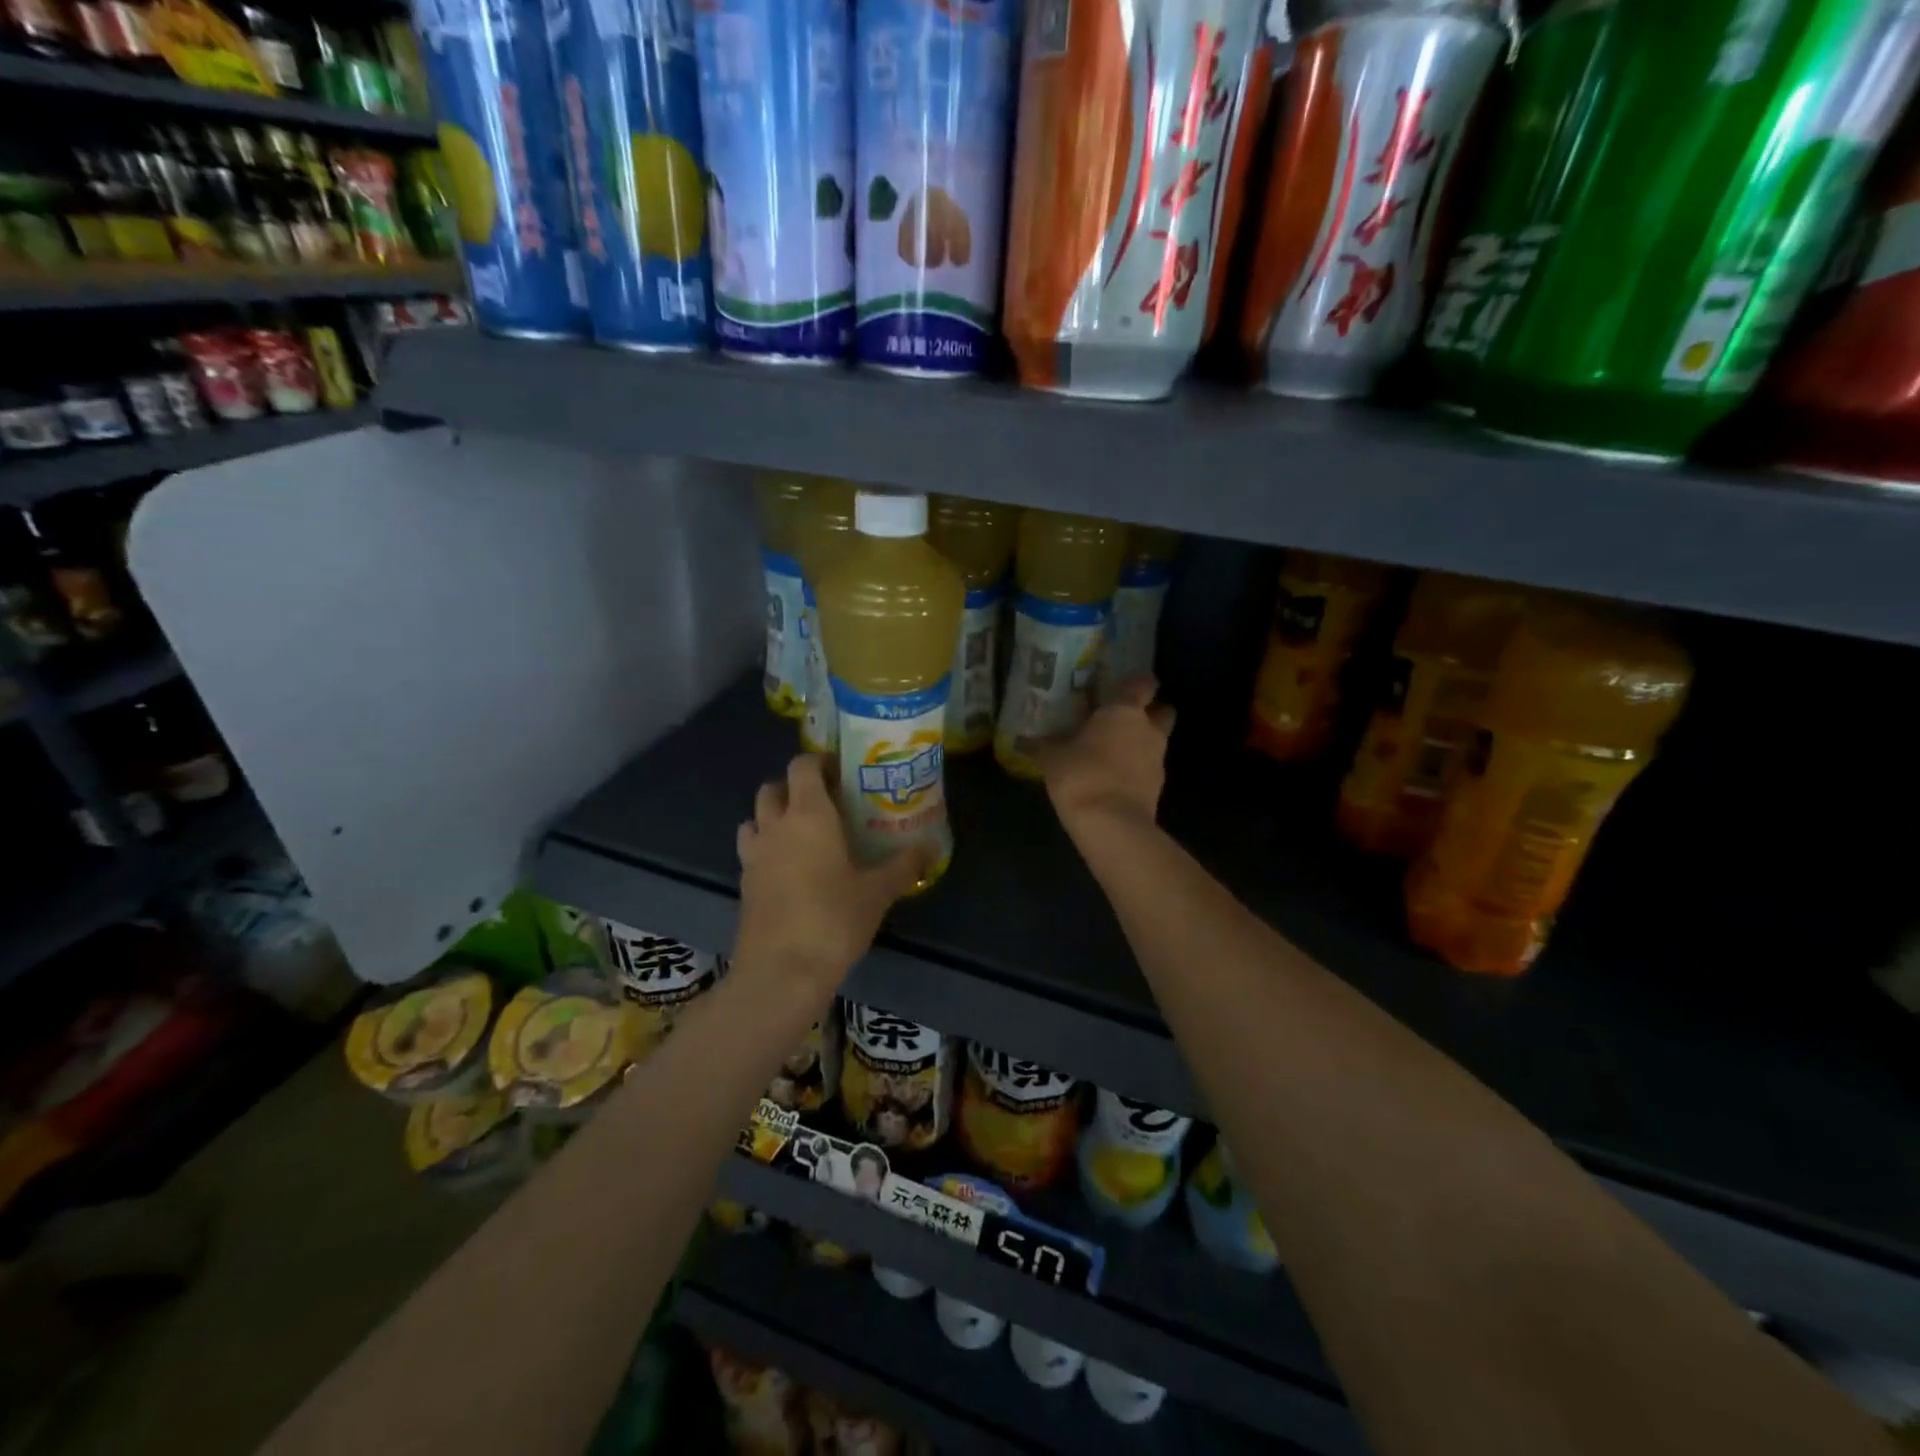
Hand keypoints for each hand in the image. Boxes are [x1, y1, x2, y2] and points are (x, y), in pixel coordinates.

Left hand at [734, 755, 932, 993]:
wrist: (780, 973)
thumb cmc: (833, 921)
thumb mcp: (878, 892)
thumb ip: (905, 865)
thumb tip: (933, 846)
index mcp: (809, 815)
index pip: (802, 766)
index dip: (820, 761)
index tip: (842, 772)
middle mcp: (775, 825)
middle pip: (773, 787)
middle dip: (795, 787)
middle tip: (826, 803)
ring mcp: (754, 854)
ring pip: (756, 817)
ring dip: (775, 815)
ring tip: (803, 833)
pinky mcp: (744, 883)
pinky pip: (752, 849)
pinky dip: (766, 846)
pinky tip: (789, 868)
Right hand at [1037, 676, 1174, 837]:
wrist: (1111, 823)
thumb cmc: (1080, 774)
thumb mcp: (1052, 757)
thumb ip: (1045, 744)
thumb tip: (1025, 740)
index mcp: (1124, 711)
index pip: (1142, 684)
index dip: (1135, 684)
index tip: (1121, 688)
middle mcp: (1148, 729)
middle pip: (1162, 712)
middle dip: (1150, 713)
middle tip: (1124, 720)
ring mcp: (1158, 759)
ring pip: (1157, 742)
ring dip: (1141, 744)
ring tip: (1113, 754)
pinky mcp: (1159, 788)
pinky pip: (1149, 770)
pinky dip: (1137, 771)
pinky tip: (1114, 779)